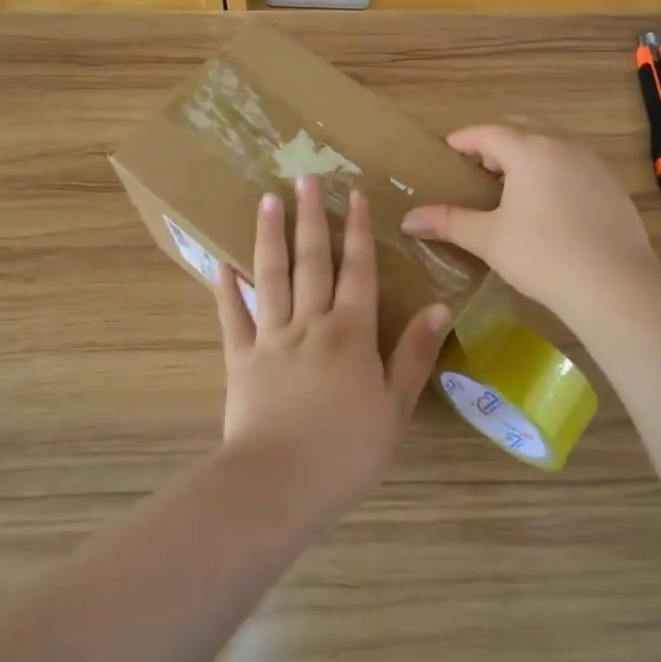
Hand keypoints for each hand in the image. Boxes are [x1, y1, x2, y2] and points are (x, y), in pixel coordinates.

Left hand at [216, 175, 451, 517]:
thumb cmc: (347, 450)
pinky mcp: (240, 358)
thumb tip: (439, 306)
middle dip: (311, 218)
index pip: (358, 270)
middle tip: (305, 178)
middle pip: (312, 261)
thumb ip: (415, 354)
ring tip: (267, 200)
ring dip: (270, 237)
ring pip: (271, 276)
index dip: (358, 231)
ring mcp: (271, 338)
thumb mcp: (396, 406)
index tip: (353, 195)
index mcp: (351, 333)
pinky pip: (232, 316)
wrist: (280, 483)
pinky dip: (226, 289)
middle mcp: (310, 323)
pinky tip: (221, 262)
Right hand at [399, 125, 656, 315]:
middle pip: (522, 130)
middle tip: (476, 167)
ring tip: (510, 184)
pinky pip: (573, 164)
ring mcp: (592, 164)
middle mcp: (562, 146)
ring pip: (551, 144)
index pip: (487, 133)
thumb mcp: (489, 239)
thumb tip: (408, 220)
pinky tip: (548, 203)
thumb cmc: (543, 255)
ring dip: (527, 154)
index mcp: (529, 150)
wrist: (615, 284)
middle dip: (495, 142)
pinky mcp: (611, 186)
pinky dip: (552, 171)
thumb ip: (448, 222)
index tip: (447, 151)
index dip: (464, 140)